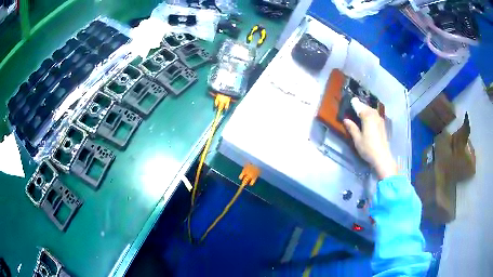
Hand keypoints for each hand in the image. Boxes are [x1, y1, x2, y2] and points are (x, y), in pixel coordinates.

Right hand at [343, 100, 396, 179]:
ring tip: (361, 111)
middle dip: (361, 106)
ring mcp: (380, 120)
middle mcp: (374, 116)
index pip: (360, 107)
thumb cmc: (368, 148)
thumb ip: (352, 128)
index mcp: (367, 117)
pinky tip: (369, 118)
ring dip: (367, 109)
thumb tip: (346, 120)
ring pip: (372, 111)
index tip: (351, 100)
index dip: (355, 104)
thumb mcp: (357, 139)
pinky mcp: (383, 125)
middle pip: (367, 107)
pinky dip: (371, 114)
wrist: (382, 157)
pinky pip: (376, 115)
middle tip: (355, 105)